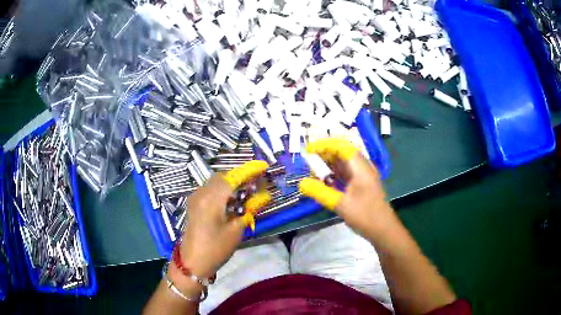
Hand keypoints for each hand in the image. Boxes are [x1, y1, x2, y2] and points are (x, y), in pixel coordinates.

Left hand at [177, 161, 270, 279]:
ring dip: (230, 183)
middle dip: (239, 177)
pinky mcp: (194, 204)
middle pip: (222, 177)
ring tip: (245, 193)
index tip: (263, 166)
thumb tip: (263, 196)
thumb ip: (249, 210)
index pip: (233, 178)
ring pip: (215, 182)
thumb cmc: (216, 248)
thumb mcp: (236, 230)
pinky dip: (221, 190)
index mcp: (211, 199)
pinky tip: (230, 200)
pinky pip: (209, 190)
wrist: (192, 262)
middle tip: (255, 184)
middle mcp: (201, 193)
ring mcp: (195, 198)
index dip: (248, 171)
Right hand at [298, 138, 393, 237]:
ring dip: (328, 165)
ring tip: (313, 171)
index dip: (324, 144)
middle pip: (342, 152)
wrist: (384, 230)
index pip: (341, 146)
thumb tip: (301, 183)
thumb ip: (320, 192)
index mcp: (361, 168)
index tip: (308, 150)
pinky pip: (346, 173)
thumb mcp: (341, 205)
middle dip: (324, 154)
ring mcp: (363, 176)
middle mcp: (363, 167)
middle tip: (308, 162)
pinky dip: (334, 174)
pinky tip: (324, 181)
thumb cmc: (366, 216)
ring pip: (343, 163)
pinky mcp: (361, 184)